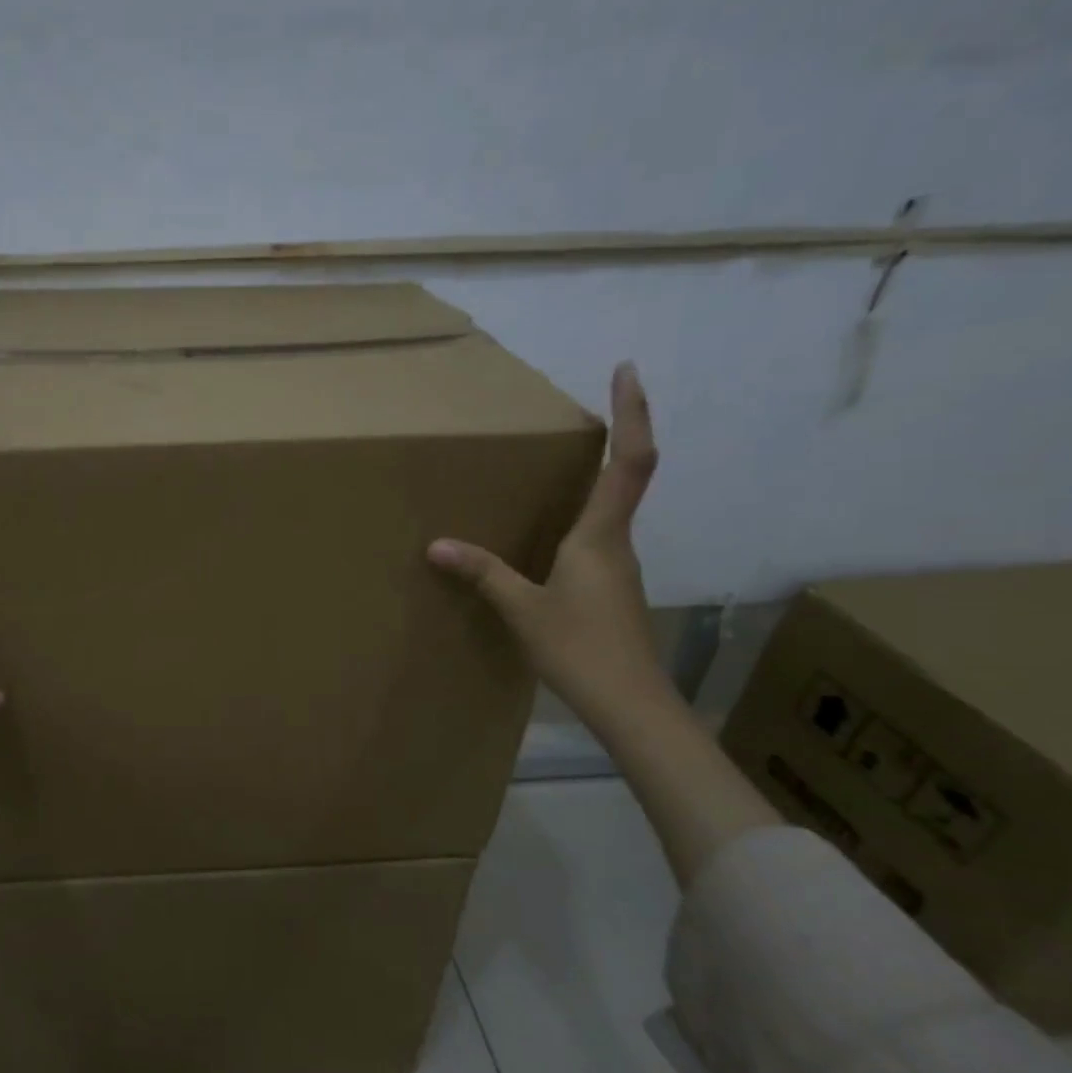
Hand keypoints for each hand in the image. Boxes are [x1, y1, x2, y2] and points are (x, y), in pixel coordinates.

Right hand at [427, 362, 671, 731]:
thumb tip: (437, 546)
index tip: (627, 369)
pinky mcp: (611, 592)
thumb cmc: (580, 648)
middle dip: (616, 436)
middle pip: (626, 478)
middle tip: (586, 411)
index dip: (633, 412)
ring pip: (609, 512)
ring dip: (594, 482)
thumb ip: (484, 574)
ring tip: (555, 472)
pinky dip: (578, 523)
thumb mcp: (522, 609)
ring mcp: (618, 569)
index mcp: (600, 536)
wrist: (630, 703)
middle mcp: (616, 543)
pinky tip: (547, 541)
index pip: (630, 460)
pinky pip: (596, 541)